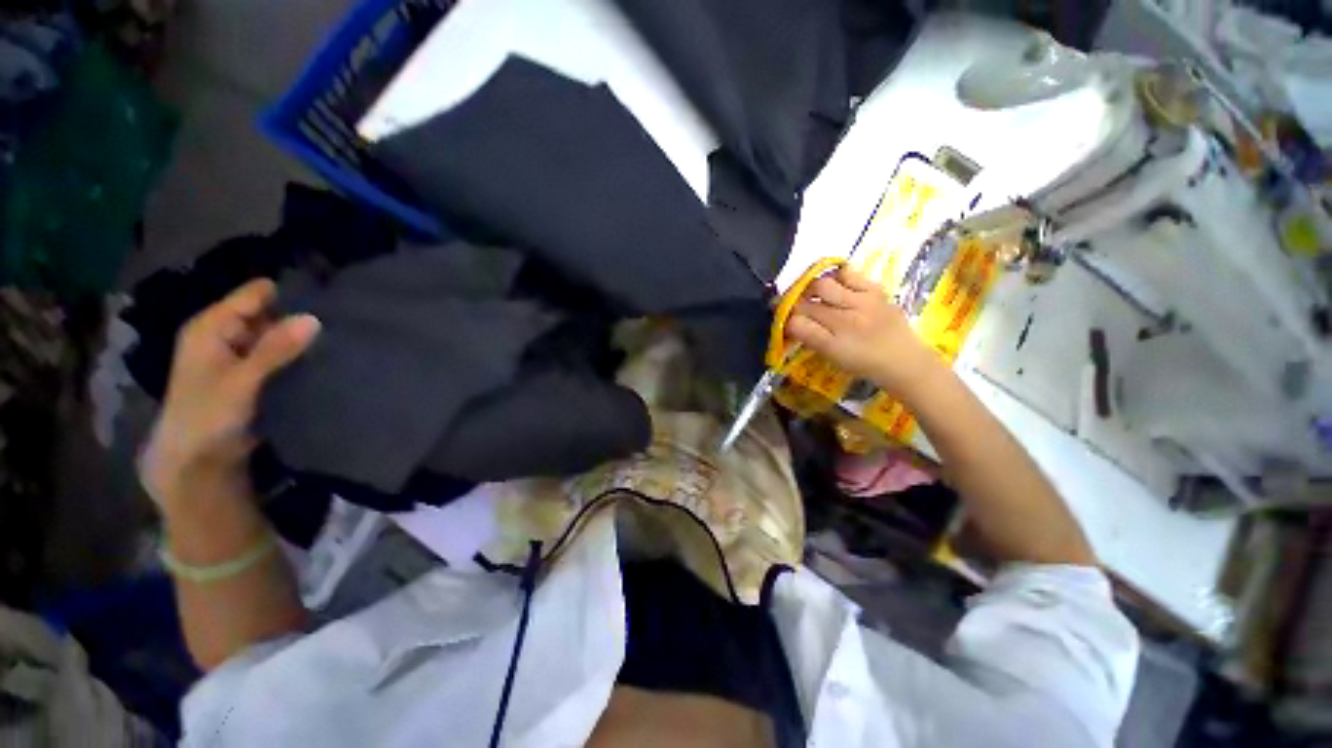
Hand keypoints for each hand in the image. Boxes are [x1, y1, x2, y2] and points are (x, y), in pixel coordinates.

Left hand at [140, 279, 319, 511]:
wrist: (197, 460)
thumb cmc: (208, 415)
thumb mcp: (241, 380)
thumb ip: (275, 349)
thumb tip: (314, 317)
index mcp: (212, 326)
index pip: (255, 294)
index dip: (287, 292)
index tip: (328, 291)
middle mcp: (226, 334)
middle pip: (268, 313)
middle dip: (298, 315)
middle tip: (340, 317)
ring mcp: (241, 354)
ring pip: (277, 335)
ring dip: (301, 338)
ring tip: (341, 334)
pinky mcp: (255, 374)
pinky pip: (281, 355)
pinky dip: (299, 355)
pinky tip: (324, 355)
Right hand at [785, 266, 943, 399]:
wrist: (904, 361)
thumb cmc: (863, 363)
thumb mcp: (832, 356)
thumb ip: (809, 338)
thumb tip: (789, 321)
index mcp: (835, 338)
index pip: (798, 320)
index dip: (784, 316)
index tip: (777, 314)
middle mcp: (848, 316)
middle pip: (810, 299)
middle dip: (794, 298)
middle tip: (789, 302)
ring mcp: (864, 300)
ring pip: (826, 283)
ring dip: (811, 286)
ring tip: (809, 292)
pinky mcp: (877, 290)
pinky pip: (851, 274)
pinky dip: (836, 275)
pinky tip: (833, 282)